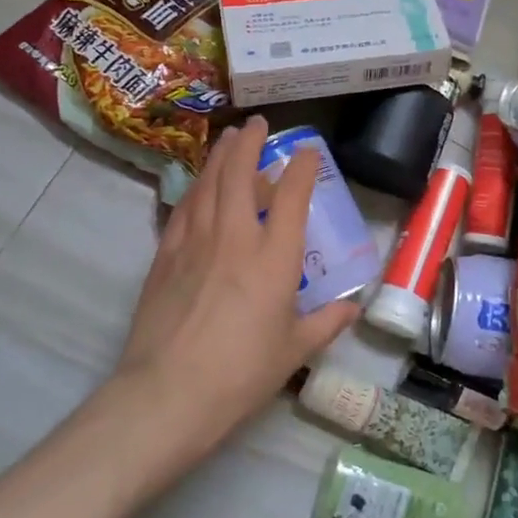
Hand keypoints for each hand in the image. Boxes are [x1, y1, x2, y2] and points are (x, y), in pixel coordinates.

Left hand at [117, 115, 359, 460]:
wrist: (168, 393)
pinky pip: (183, 209)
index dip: (302, 168)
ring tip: (227, 139)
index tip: (308, 151)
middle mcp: (235, 237)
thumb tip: (352, 308)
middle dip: (250, 143)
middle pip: (240, 174)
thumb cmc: (242, 372)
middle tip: (256, 124)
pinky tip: (197, 186)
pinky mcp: (165, 256)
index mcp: (274, 257)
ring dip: (219, 156)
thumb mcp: (294, 350)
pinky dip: (194, 189)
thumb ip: (326, 323)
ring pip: (208, 184)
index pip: (292, 197)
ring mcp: (195, 242)